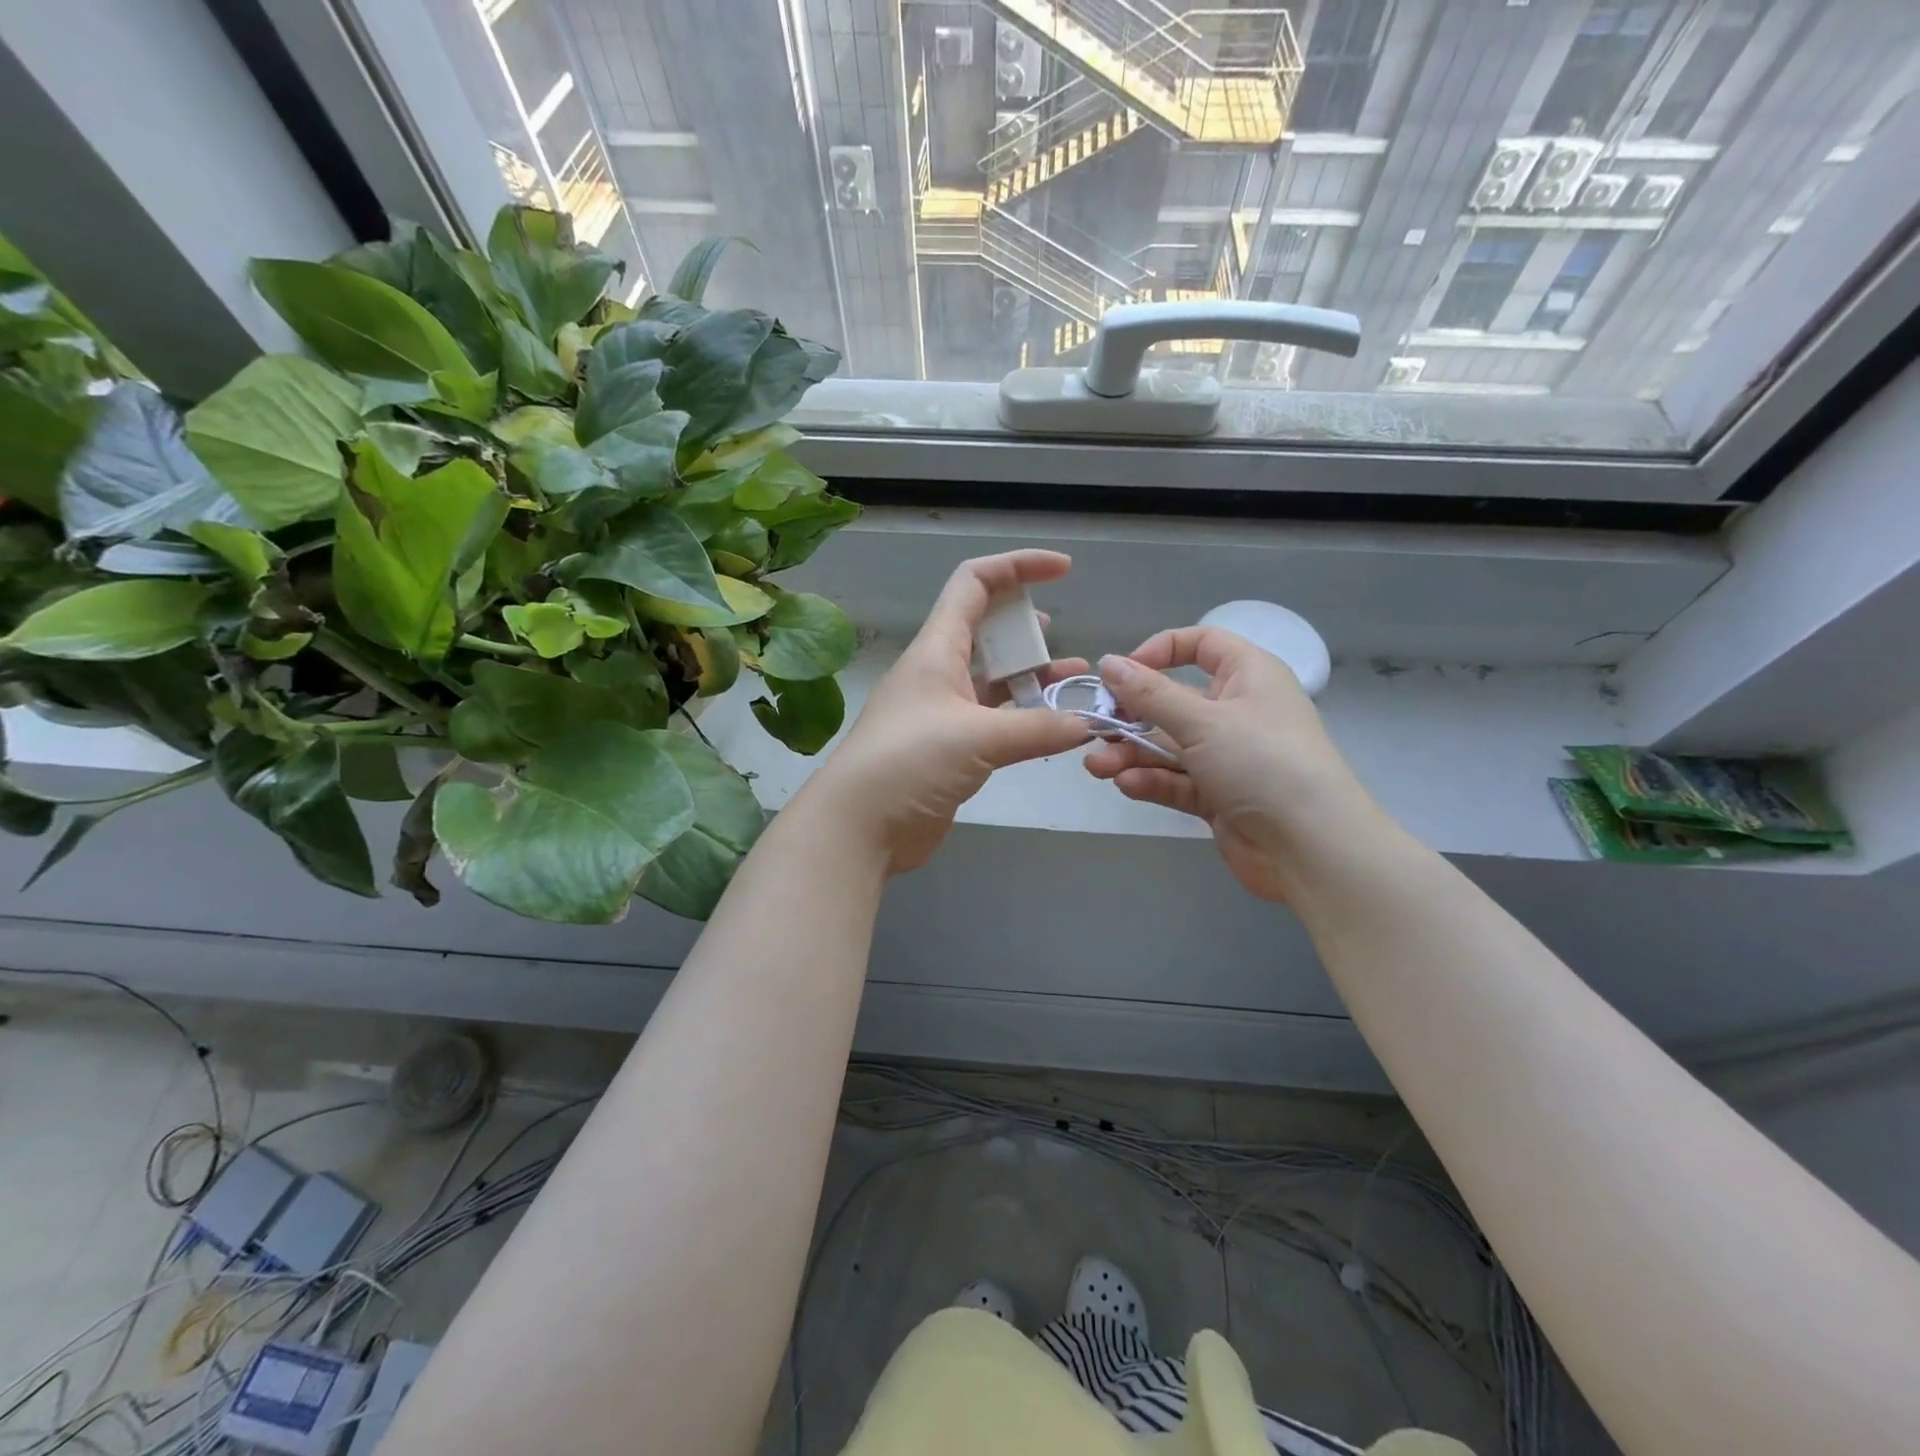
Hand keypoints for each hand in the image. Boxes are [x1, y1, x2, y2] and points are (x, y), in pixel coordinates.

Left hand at [807, 551, 1092, 873]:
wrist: (859, 827)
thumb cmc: (908, 763)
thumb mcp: (977, 738)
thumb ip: (1038, 728)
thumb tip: (1088, 724)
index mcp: (937, 649)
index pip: (975, 583)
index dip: (1018, 566)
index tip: (1064, 571)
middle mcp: (939, 672)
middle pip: (988, 629)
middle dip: (1029, 628)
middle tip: (1066, 643)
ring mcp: (943, 712)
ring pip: (995, 680)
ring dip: (1033, 677)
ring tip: (1074, 682)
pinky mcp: (950, 749)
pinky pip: (996, 721)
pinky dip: (1025, 719)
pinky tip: (1053, 727)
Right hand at [1083, 627, 1375, 900]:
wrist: (1311, 848)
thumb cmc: (1262, 763)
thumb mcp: (1203, 721)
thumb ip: (1150, 694)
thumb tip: (1109, 663)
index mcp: (1247, 676)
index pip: (1201, 645)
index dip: (1160, 651)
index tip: (1122, 673)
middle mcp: (1237, 711)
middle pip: (1173, 702)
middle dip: (1131, 716)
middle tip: (1096, 729)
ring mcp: (1227, 757)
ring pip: (1168, 746)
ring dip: (1131, 753)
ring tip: (1098, 766)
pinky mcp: (1218, 796)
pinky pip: (1176, 780)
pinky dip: (1151, 781)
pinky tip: (1126, 785)